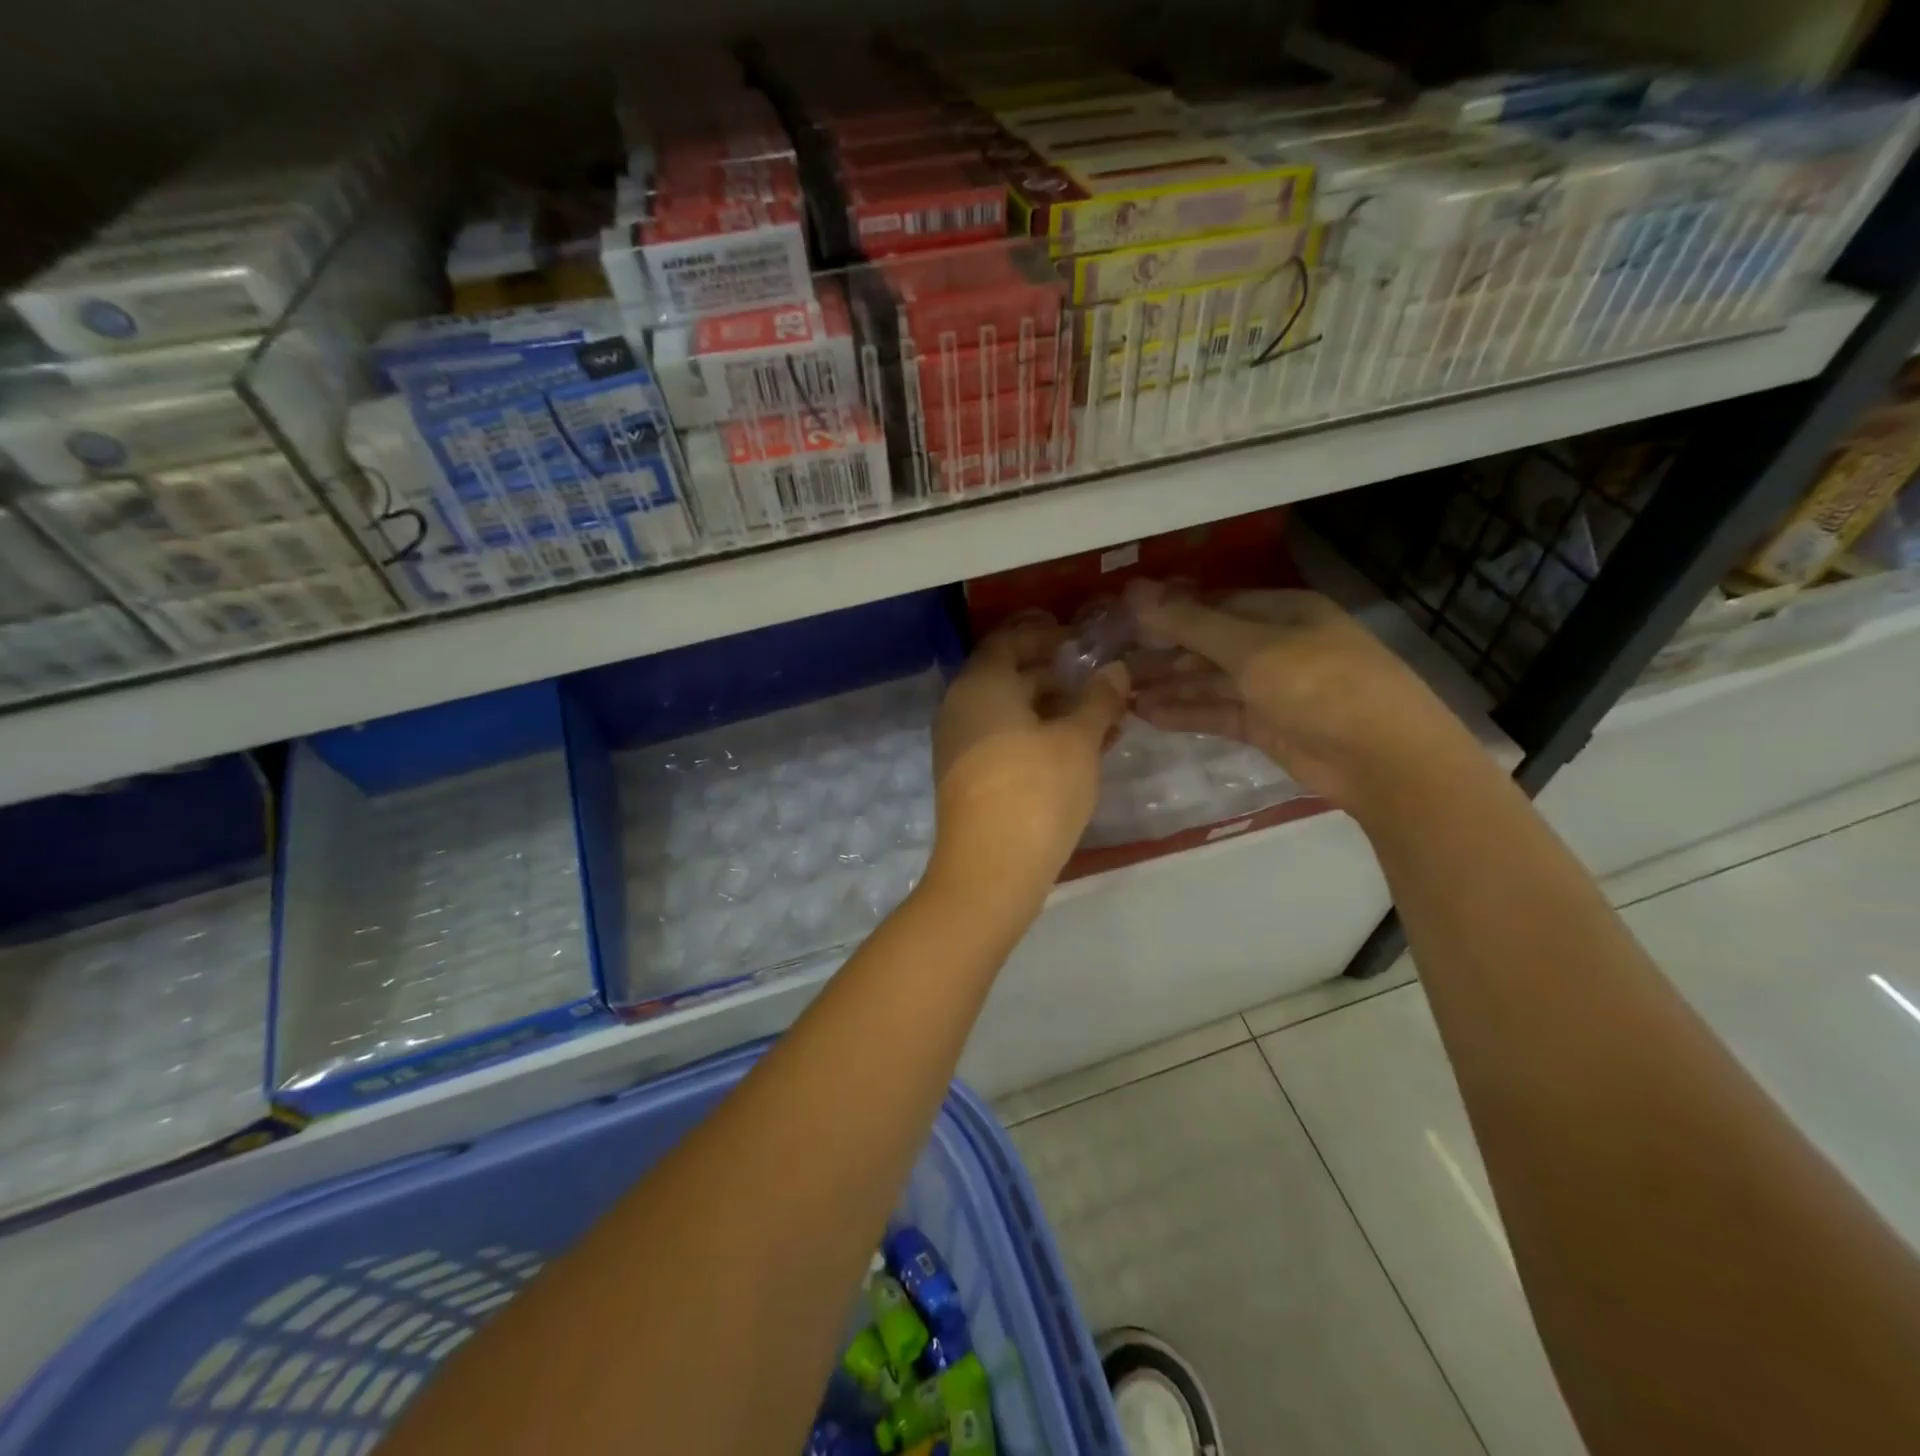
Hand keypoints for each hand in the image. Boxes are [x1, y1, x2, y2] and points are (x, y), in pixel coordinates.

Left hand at [928, 614, 1129, 904]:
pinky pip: (1004, 741)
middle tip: (1098, 680)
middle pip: (1009, 676)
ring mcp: (959, 744)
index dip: (1045, 635)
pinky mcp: (966, 777)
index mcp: (981, 684)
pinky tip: (1078, 752)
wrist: (990, 869)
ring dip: (1052, 711)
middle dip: (1055, 676)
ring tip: (1101, 719)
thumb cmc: (1036, 790)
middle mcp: (961, 706)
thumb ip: (1098, 700)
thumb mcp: (1078, 741)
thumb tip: (1115, 670)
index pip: (1009, 640)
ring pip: (1010, 713)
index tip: (1079, 639)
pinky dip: (1037, 737)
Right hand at [1124, 580, 1472, 814]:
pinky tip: (1146, 714)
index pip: (1213, 603)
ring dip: (1167, 685)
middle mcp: (1275, 644)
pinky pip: (1217, 712)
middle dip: (1161, 651)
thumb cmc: (1319, 685)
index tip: (1121, 619)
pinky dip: (1185, 712)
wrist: (1383, 759)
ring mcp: (1271, 688)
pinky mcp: (1266, 727)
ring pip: (1208, 681)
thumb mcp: (1252, 648)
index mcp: (1282, 611)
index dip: (1167, 610)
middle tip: (1109, 661)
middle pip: (1207, 643)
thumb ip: (1191, 624)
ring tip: (1118, 691)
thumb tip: (1135, 593)